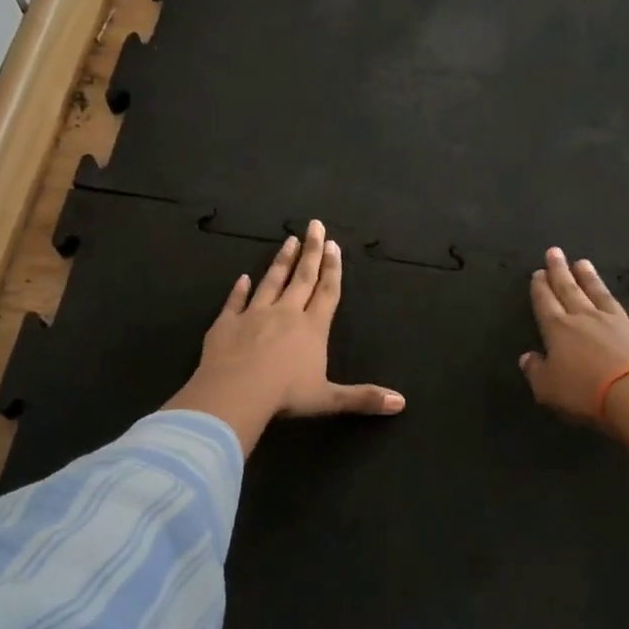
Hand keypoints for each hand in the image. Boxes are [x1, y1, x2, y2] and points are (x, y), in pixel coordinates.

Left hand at [166, 220, 404, 454]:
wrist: (235, 393)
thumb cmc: (285, 395)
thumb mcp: (328, 399)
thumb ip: (363, 398)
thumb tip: (401, 403)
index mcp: (312, 328)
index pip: (327, 292)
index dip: (332, 269)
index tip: (333, 244)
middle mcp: (285, 314)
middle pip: (301, 277)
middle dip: (311, 251)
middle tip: (315, 225)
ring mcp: (253, 315)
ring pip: (271, 282)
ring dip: (281, 261)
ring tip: (288, 240)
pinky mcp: (226, 324)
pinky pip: (234, 302)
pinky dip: (238, 289)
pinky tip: (242, 278)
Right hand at [519, 247, 628, 428]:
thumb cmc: (586, 392)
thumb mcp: (548, 388)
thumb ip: (535, 371)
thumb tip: (527, 357)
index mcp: (559, 330)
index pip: (545, 303)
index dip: (540, 288)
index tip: (538, 272)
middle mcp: (587, 319)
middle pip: (570, 290)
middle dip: (560, 272)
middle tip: (555, 252)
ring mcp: (619, 323)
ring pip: (602, 296)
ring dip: (592, 280)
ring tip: (584, 263)